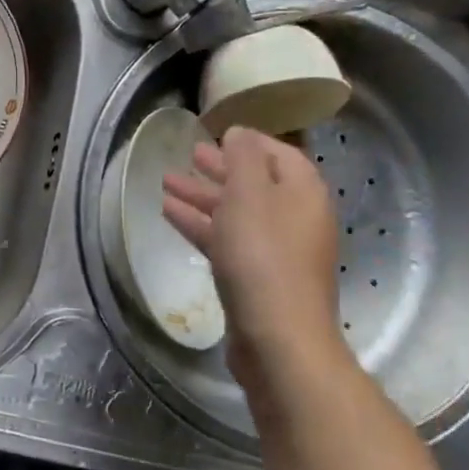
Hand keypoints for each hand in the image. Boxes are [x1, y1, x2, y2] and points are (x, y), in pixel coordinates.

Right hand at [161, 127, 349, 402]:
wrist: (277, 337)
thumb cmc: (263, 256)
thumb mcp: (250, 195)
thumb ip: (243, 158)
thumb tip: (240, 133)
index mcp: (302, 192)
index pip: (279, 154)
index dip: (248, 143)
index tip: (218, 133)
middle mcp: (295, 218)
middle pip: (255, 184)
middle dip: (220, 169)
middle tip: (188, 156)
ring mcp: (276, 251)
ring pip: (235, 213)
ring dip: (202, 197)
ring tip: (165, 183)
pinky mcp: (255, 278)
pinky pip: (226, 240)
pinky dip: (201, 225)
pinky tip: (171, 216)